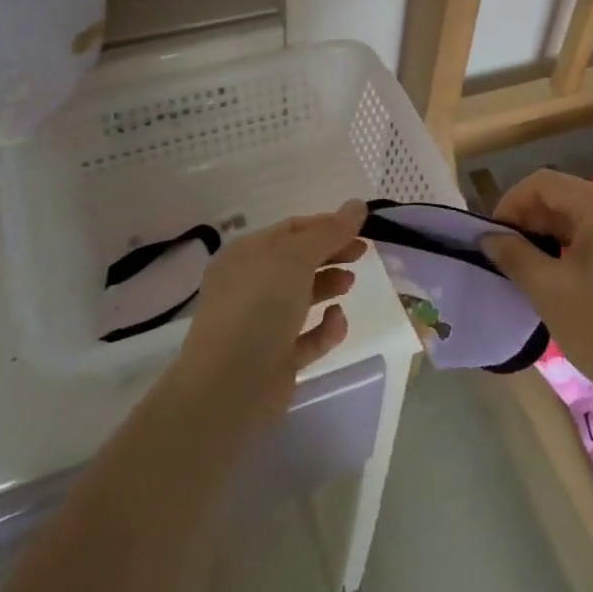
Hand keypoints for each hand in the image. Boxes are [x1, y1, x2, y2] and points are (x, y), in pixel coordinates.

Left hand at [172, 201, 366, 426]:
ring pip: (301, 297)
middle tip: (363, 253)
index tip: (361, 228)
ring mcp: (260, 323)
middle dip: (331, 254)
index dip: (327, 225)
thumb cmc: (259, 307)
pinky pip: (305, 337)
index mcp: (246, 254)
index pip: (291, 229)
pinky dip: (324, 329)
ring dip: (328, 286)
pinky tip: (337, 322)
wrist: (229, 387)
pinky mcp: (274, 358)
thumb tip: (357, 205)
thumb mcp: (296, 258)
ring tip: (350, 284)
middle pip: (298, 261)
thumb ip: (330, 231)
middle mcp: (249, 285)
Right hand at [482, 170, 592, 417]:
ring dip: (550, 234)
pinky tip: (562, 276)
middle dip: (530, 220)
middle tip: (507, 257)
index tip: (492, 239)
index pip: (542, 183)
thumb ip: (514, 255)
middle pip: (564, 196)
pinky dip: (575, 246)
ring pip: (581, 216)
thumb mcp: (549, 290)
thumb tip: (488, 237)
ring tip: (530, 269)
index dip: (510, 205)